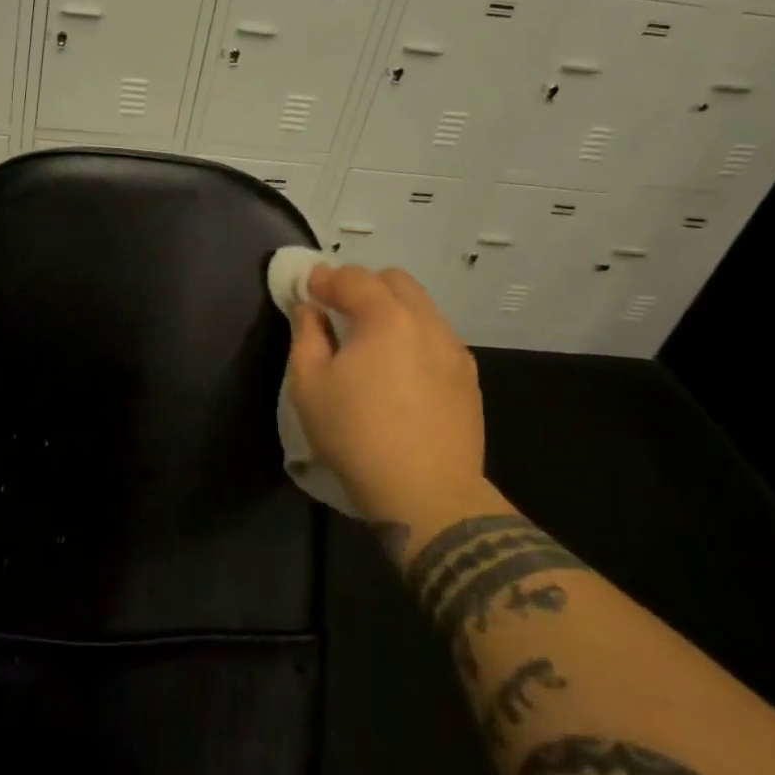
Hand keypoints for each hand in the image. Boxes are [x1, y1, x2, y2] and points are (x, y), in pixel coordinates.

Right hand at [286, 264, 494, 525]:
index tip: (308, 290)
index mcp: (386, 317)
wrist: (429, 497)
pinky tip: (400, 368)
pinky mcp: (469, 378)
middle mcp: (426, 322)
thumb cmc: (358, 436)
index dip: (325, 279)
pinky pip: (437, 337)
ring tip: (370, 341)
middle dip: (363, 285)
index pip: (353, 277)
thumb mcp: (309, 385)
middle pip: (394, 280)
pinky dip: (414, 336)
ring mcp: (454, 349)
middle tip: (339, 310)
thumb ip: (306, 335)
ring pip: (421, 307)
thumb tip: (310, 309)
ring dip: (391, 309)